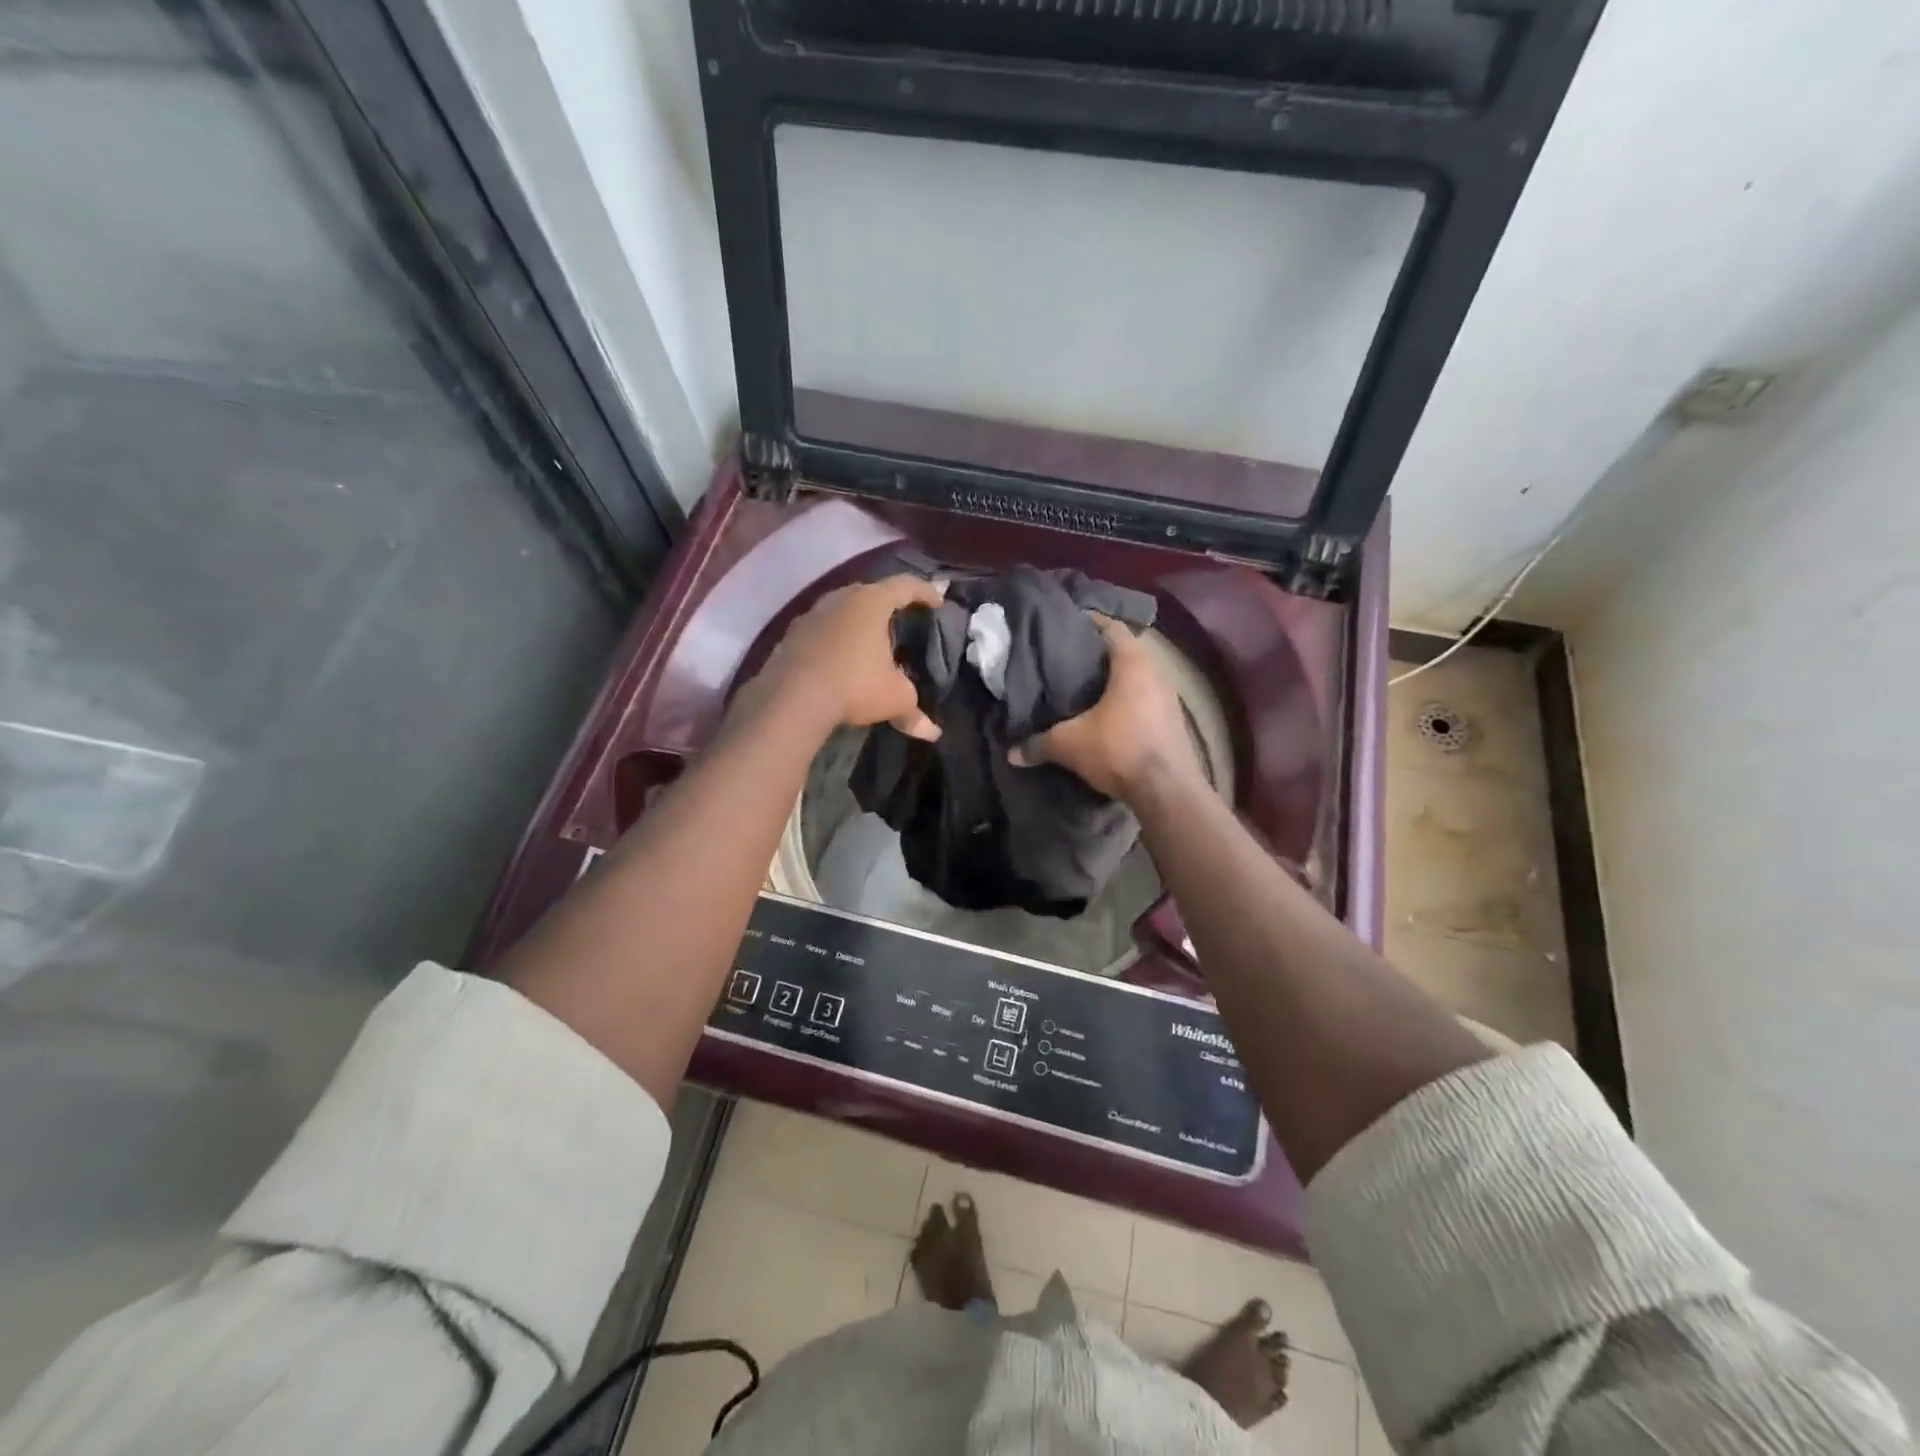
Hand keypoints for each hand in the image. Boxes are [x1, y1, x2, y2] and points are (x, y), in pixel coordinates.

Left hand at [754, 575, 944, 739]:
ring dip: (856, 620)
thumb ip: (913, 710)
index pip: (905, 586)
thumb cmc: (854, 685)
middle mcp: (840, 599)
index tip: (937, 601)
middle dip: (887, 603)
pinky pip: (820, 629)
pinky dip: (834, 638)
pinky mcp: (790, 635)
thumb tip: (933, 732)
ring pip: (841, 609)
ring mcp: (811, 615)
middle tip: (900, 618)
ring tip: (868, 639)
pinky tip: (838, 658)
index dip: (925, 592)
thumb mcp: (894, 699)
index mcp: (871, 602)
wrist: (791, 699)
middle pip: (869, 592)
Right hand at [1009, 616, 1201, 799]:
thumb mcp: (1070, 745)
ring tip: (1085, 687)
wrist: (1167, 791)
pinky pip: (1146, 698)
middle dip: (1098, 654)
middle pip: (1124, 651)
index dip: (1089, 622)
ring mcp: (1169, 697)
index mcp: (1132, 663)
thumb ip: (1039, 744)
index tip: (1066, 625)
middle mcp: (1156, 672)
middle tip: (1068, 659)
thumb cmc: (1119, 750)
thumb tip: (1011, 753)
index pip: (1111, 627)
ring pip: (1137, 677)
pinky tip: (1108, 714)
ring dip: (1114, 679)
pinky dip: (1127, 700)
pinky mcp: (1173, 720)